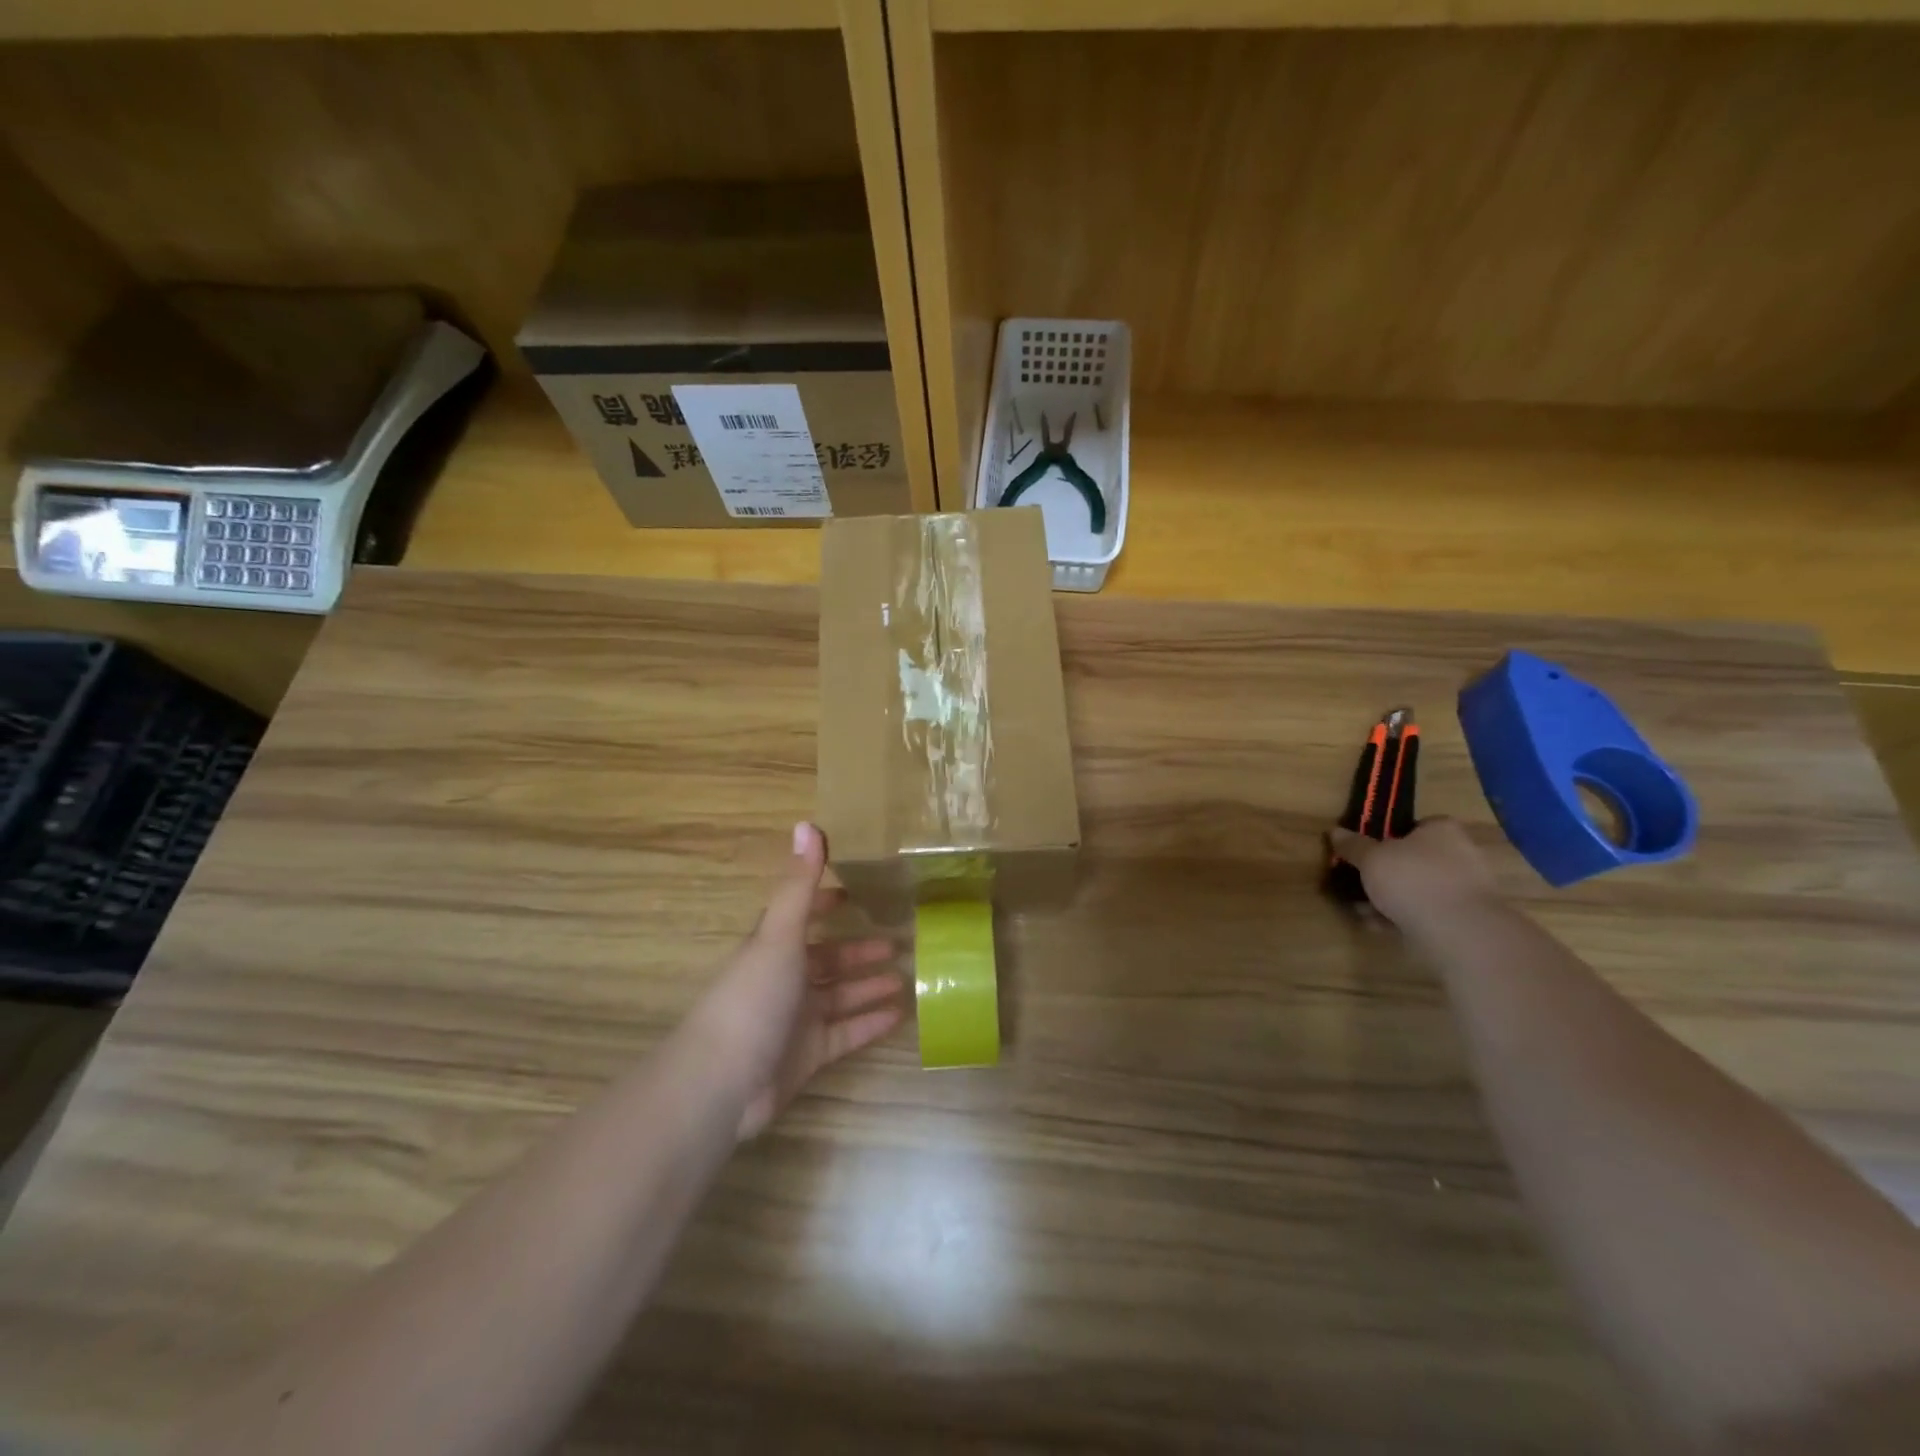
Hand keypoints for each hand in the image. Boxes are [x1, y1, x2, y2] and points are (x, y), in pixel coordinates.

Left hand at [692, 823, 904, 1139]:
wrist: (722, 1082)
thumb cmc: (752, 997)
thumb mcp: (779, 934)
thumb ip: (799, 884)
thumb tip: (808, 823)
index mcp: (773, 947)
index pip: (801, 917)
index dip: (824, 904)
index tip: (854, 896)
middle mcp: (784, 979)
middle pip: (827, 959)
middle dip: (859, 951)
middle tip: (900, 943)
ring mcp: (796, 1019)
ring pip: (840, 995)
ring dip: (869, 985)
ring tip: (907, 977)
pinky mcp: (808, 1055)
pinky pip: (846, 1033)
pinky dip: (870, 1023)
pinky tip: (900, 1015)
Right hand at [1327, 818, 1500, 927]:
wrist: (1459, 932)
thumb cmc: (1413, 880)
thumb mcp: (1371, 858)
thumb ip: (1353, 846)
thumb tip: (1335, 832)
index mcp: (1442, 830)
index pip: (1414, 826)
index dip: (1387, 838)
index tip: (1366, 854)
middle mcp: (1461, 853)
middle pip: (1415, 859)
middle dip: (1386, 873)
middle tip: (1360, 883)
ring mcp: (1467, 888)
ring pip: (1419, 888)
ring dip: (1392, 898)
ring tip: (1364, 910)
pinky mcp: (1467, 918)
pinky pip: (1428, 911)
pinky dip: (1406, 916)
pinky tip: (1382, 926)